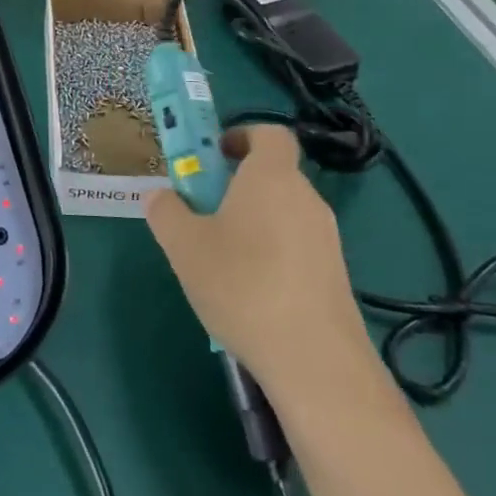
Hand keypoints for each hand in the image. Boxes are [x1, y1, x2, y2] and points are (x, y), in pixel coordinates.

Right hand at [145, 124, 371, 410]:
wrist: (314, 361)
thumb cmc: (242, 285)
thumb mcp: (183, 245)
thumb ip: (165, 210)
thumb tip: (161, 196)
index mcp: (271, 177)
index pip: (269, 134)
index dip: (240, 136)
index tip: (212, 156)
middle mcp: (306, 199)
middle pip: (271, 175)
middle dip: (235, 185)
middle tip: (201, 212)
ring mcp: (326, 239)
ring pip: (281, 214)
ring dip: (250, 222)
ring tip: (219, 261)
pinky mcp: (334, 276)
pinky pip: (295, 247)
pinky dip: (270, 254)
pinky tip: (247, 293)